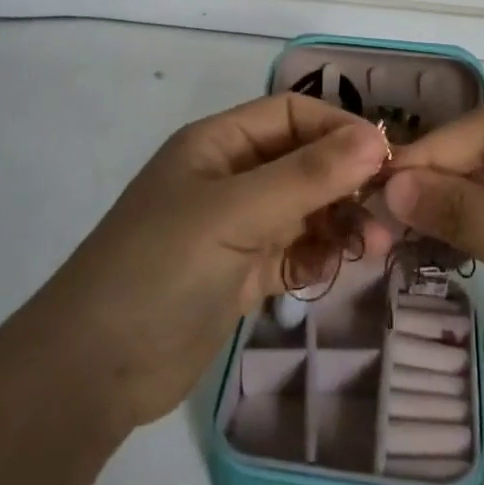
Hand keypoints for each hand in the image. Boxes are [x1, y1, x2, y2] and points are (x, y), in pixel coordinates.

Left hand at [28, 95, 392, 433]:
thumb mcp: (235, 213)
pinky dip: (318, 257)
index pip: (291, 114)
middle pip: (302, 162)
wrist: (93, 370)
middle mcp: (229, 178)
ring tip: (374, 246)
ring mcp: (234, 228)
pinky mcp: (239, 274)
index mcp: (218, 144)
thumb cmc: (161, 268)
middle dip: (347, 181)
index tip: (386, 159)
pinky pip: (293, 253)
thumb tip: (375, 138)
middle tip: (390, 212)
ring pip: (303, 210)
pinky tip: (338, 270)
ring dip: (339, 222)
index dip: (339, 129)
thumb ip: (307, 176)